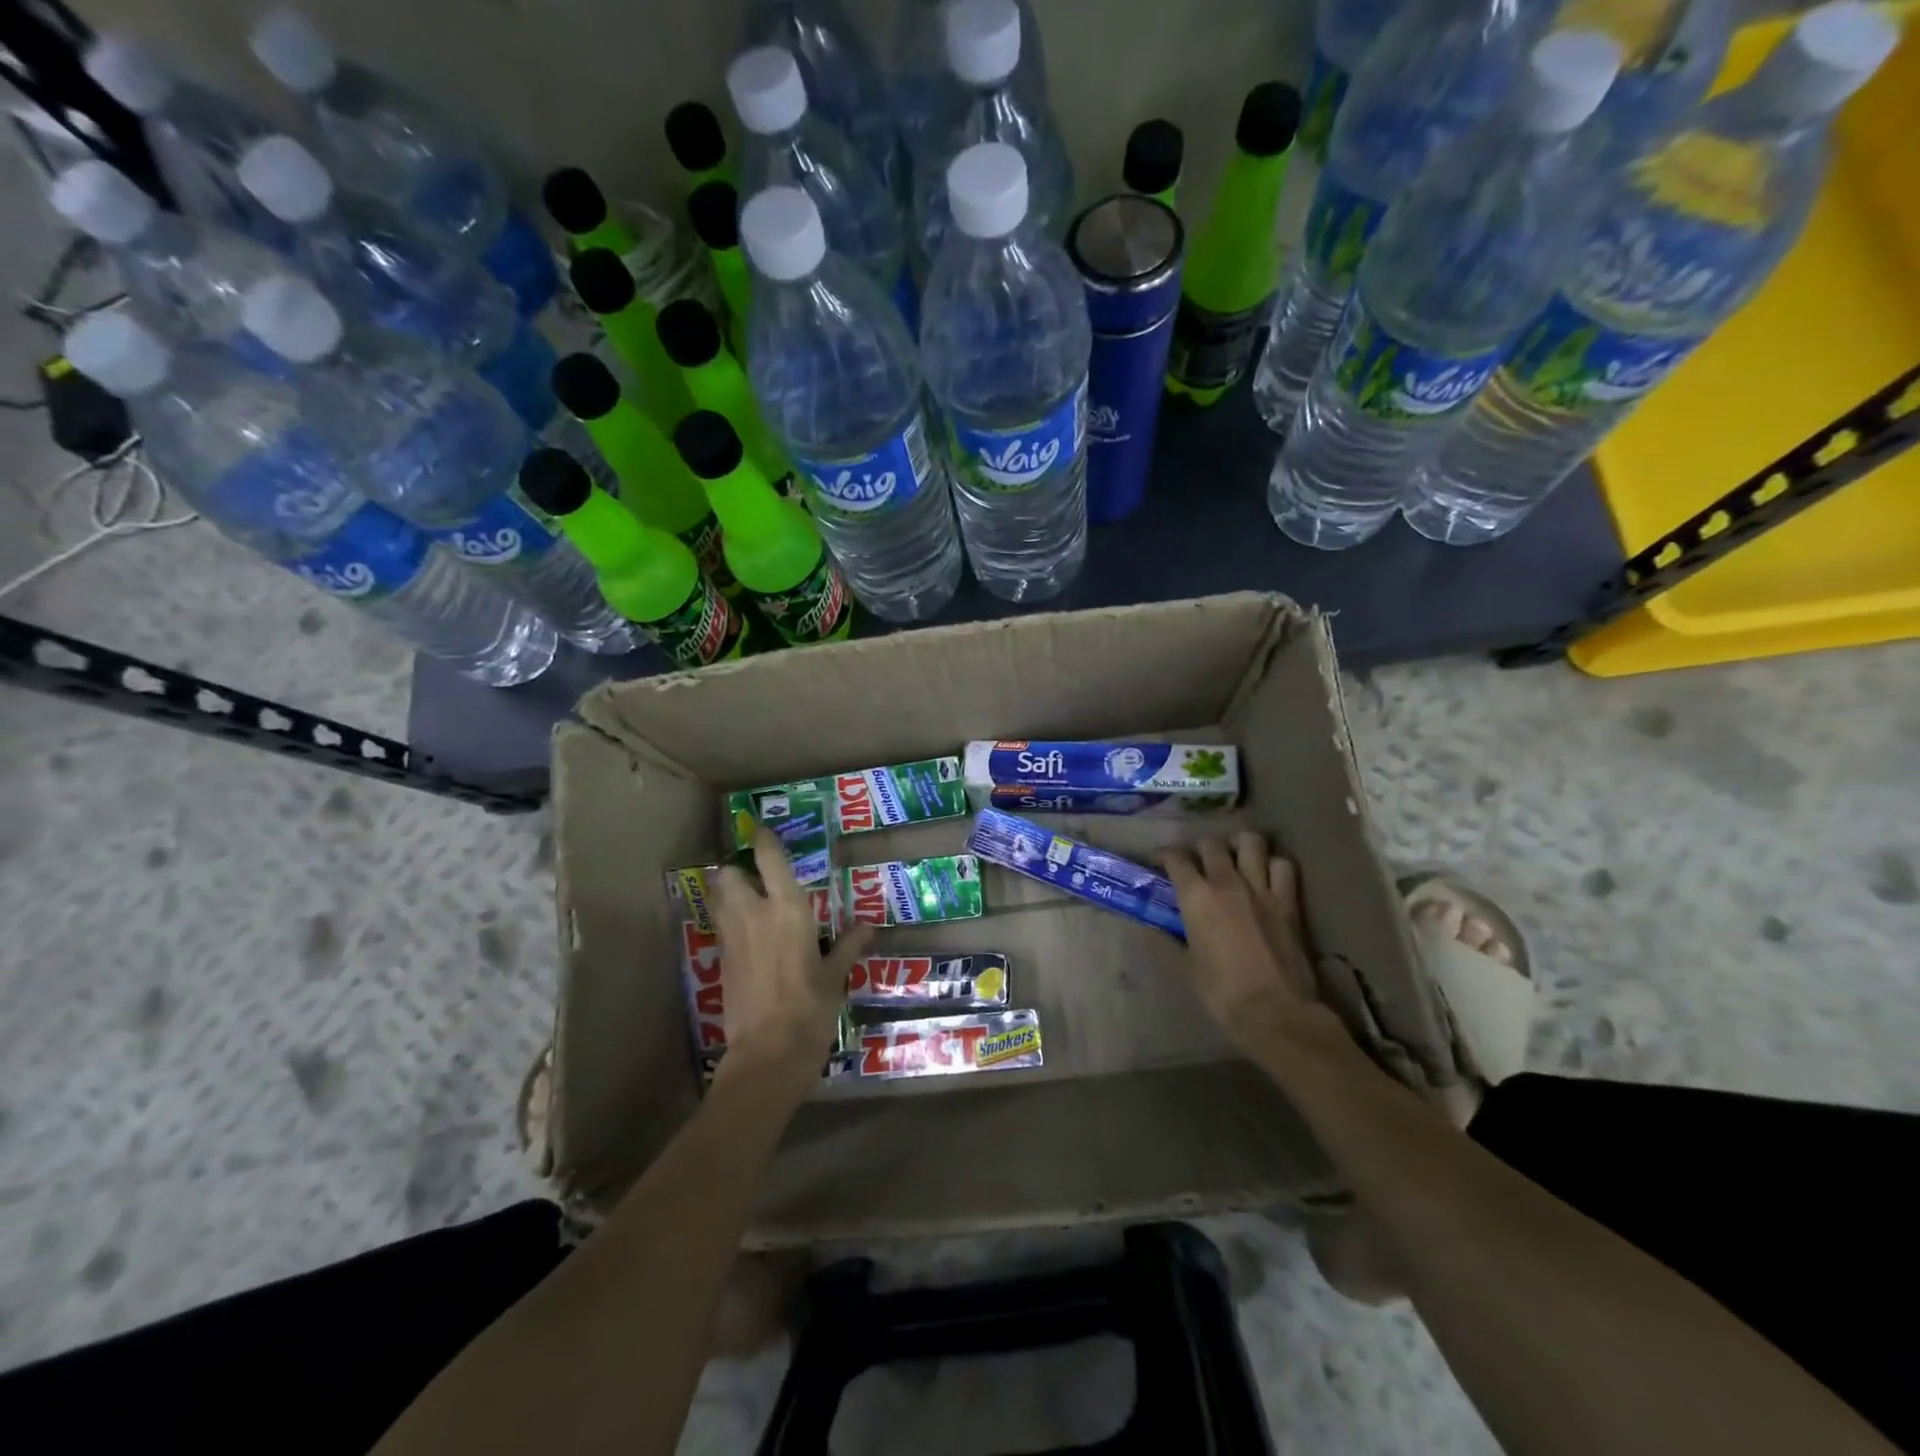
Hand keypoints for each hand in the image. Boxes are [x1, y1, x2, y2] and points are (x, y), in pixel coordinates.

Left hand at [711, 826, 872, 1089]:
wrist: (767, 1055)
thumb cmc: (810, 1010)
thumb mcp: (835, 978)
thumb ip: (847, 947)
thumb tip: (867, 928)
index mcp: (787, 910)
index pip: (769, 859)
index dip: (763, 839)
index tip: (761, 828)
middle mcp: (754, 915)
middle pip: (728, 875)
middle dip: (735, 870)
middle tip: (753, 875)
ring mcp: (732, 939)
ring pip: (718, 900)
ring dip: (728, 893)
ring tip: (747, 900)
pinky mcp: (720, 963)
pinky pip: (721, 929)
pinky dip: (729, 923)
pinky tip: (747, 937)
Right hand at [1160, 833, 1329, 1057]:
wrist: (1275, 1012)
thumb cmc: (1221, 993)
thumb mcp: (1184, 968)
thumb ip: (1164, 941)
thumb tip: (1146, 927)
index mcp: (1197, 897)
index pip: (1176, 858)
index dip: (1164, 854)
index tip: (1159, 860)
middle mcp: (1227, 883)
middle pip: (1211, 843)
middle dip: (1200, 847)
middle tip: (1197, 861)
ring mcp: (1261, 889)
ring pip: (1251, 843)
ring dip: (1239, 845)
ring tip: (1234, 856)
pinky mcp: (1288, 902)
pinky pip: (1283, 866)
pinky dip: (1273, 864)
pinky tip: (1266, 875)